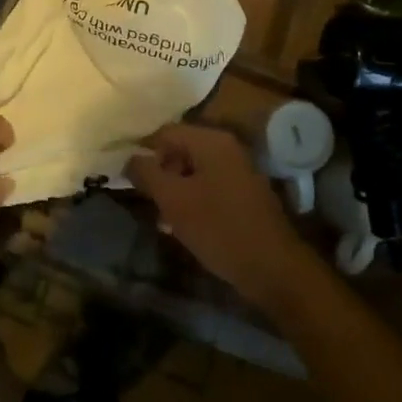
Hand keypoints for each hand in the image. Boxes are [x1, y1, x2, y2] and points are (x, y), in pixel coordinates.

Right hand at [126, 124, 314, 306]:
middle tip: (146, 200)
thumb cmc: (219, 228)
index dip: (142, 152)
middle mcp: (227, 148)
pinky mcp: (245, 195)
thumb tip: (130, 158)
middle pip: (180, 150)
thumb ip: (147, 174)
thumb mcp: (174, 200)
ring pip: (194, 172)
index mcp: (211, 141)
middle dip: (160, 173)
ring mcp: (239, 171)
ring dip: (174, 190)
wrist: (273, 269)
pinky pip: (210, 187)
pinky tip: (183, 226)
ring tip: (162, 219)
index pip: (165, 132)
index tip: (127, 177)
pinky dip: (193, 200)